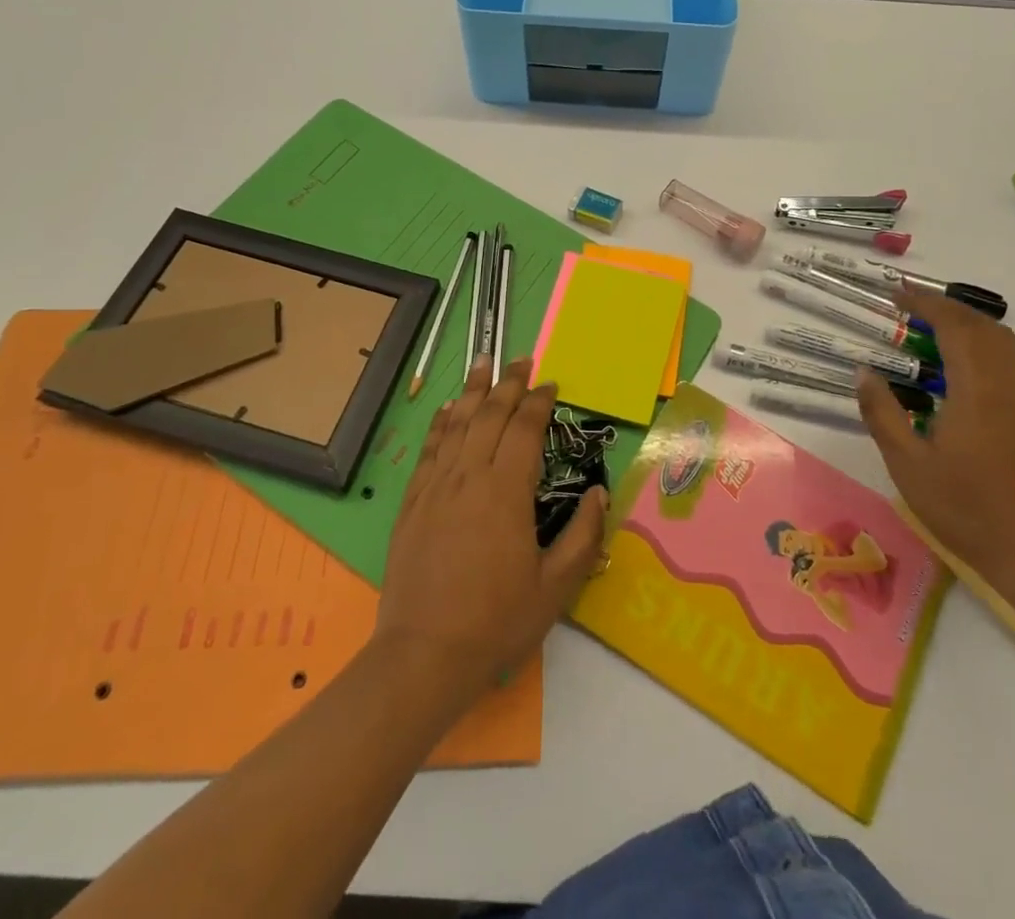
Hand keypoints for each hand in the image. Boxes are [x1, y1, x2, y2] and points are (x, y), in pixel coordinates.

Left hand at [375, 357, 607, 699]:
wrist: (423, 655)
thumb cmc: (496, 621)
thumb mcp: (555, 587)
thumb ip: (582, 536)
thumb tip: (600, 494)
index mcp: (506, 491)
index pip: (525, 428)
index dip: (538, 401)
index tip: (550, 385)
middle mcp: (470, 476)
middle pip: (490, 415)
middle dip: (508, 383)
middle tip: (521, 360)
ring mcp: (437, 487)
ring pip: (458, 424)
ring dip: (473, 391)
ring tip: (483, 363)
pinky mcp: (413, 503)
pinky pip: (430, 450)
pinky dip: (442, 423)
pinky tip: (448, 410)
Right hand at [855, 293, 1014, 602]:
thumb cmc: (968, 509)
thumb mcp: (908, 464)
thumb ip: (883, 413)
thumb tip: (864, 373)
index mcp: (978, 387)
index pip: (952, 324)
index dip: (923, 303)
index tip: (894, 295)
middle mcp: (1010, 382)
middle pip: (981, 325)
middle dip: (945, 308)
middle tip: (909, 309)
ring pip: (1003, 341)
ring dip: (968, 325)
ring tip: (933, 331)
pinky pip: (1014, 362)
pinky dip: (986, 347)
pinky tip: (965, 369)